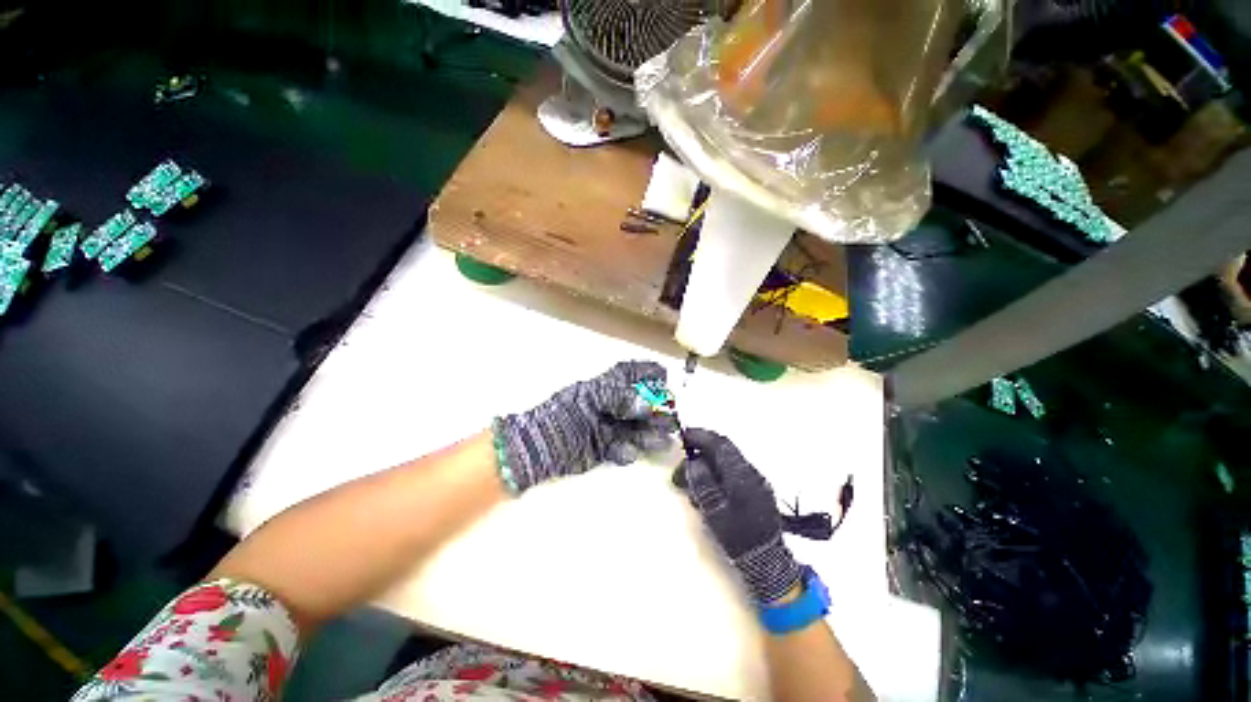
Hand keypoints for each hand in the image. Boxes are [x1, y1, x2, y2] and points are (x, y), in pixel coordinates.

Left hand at [494, 361, 674, 492]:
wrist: (540, 445)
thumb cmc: (564, 414)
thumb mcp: (590, 398)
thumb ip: (619, 398)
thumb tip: (647, 405)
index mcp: (604, 386)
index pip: (630, 373)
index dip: (648, 372)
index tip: (666, 378)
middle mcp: (611, 405)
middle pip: (641, 403)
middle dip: (657, 409)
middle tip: (671, 417)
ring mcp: (609, 427)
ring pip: (636, 428)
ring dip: (651, 432)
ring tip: (665, 438)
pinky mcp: (606, 448)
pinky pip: (624, 448)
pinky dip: (628, 451)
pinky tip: (627, 452)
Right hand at [677, 429, 801, 604]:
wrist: (767, 560)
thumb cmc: (738, 536)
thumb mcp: (714, 510)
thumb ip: (702, 482)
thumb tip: (693, 462)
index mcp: (740, 473)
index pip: (718, 444)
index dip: (700, 436)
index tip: (683, 436)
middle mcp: (749, 471)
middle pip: (722, 451)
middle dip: (700, 452)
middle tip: (682, 466)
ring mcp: (754, 480)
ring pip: (726, 462)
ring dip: (706, 466)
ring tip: (691, 485)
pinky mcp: (755, 490)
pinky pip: (732, 473)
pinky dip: (716, 475)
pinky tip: (707, 491)